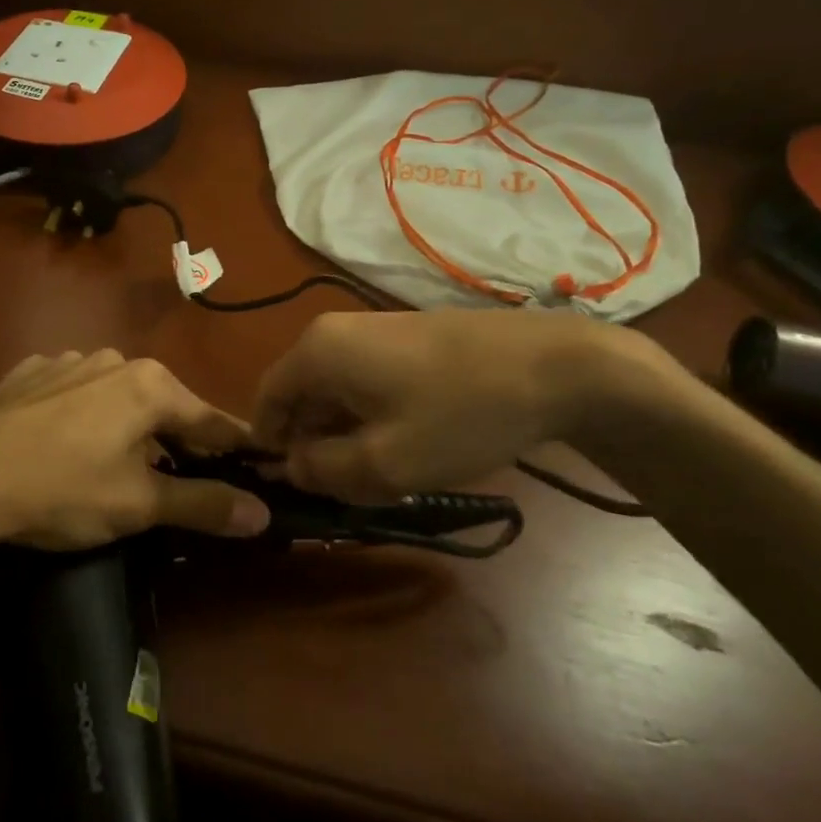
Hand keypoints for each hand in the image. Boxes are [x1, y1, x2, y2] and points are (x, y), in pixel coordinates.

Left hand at [0, 350, 272, 557]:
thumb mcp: (139, 505)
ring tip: (115, 465)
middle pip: (163, 405)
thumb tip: (262, 514)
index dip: (237, 448)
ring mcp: (66, 361)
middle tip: (183, 479)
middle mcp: (114, 359)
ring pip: (116, 396)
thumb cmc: (63, 489)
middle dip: (177, 440)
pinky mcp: (28, 373)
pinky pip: (72, 393)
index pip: (212, 420)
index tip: (258, 466)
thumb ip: (204, 504)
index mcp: (151, 385)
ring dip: (127, 426)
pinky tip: (63, 445)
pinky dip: (81, 416)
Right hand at [251, 309, 650, 500]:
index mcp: (317, 351)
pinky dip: (374, 417)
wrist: (555, 366)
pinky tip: (411, 444)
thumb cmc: (459, 414)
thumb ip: (325, 471)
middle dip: (315, 446)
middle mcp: (334, 332)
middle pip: (301, 397)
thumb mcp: (386, 463)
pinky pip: (367, 382)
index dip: (270, 448)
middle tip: (348, 490)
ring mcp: (373, 331)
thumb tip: (293, 467)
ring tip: (385, 473)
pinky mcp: (406, 338)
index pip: (265, 401)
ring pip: (337, 393)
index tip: (296, 489)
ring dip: (348, 436)